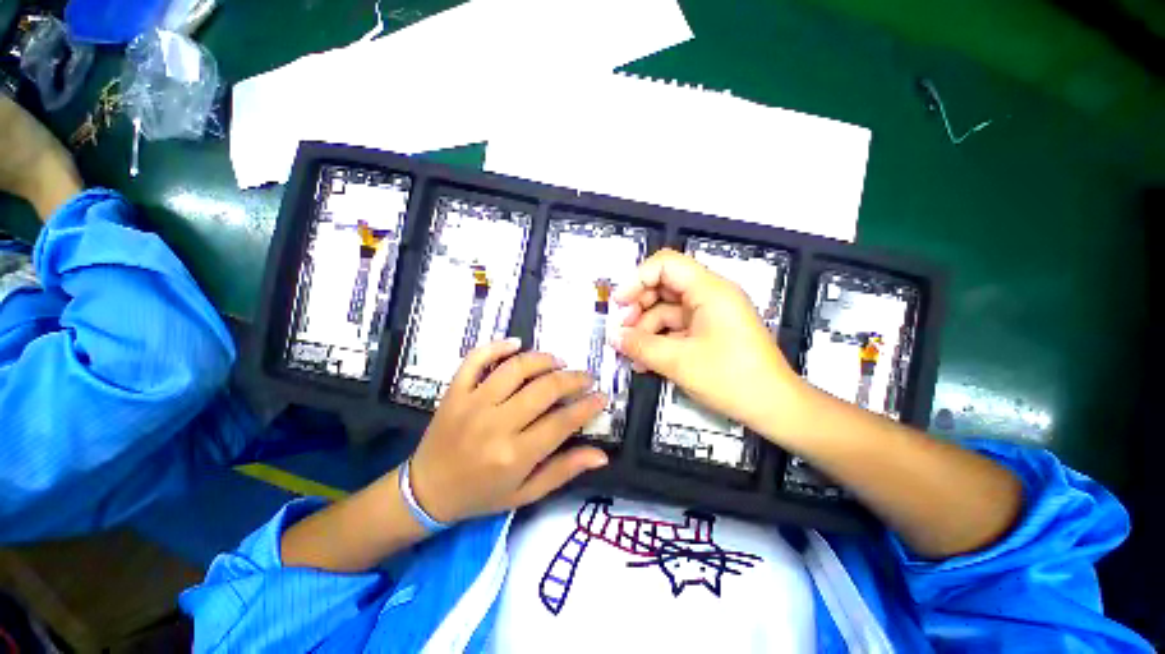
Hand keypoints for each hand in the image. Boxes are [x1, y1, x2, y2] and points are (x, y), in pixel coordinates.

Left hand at [408, 339, 609, 523]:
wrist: (426, 491)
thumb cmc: (481, 495)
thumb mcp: (526, 493)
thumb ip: (564, 471)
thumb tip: (601, 456)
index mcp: (515, 454)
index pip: (563, 421)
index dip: (588, 406)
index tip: (602, 396)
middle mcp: (495, 424)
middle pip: (544, 389)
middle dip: (573, 379)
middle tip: (586, 377)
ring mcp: (472, 403)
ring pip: (515, 368)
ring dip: (543, 359)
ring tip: (559, 362)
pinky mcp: (455, 391)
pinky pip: (476, 359)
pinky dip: (497, 346)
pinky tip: (516, 344)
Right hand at [609, 249, 803, 433]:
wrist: (775, 408)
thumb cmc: (731, 379)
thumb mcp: (679, 362)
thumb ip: (641, 346)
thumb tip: (613, 337)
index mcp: (709, 290)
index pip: (666, 264)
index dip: (637, 279)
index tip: (619, 304)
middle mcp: (710, 295)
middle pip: (664, 286)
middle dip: (638, 307)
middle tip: (622, 331)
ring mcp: (710, 314)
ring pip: (667, 310)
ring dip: (645, 329)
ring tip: (630, 353)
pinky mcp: (709, 331)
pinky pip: (676, 328)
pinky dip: (659, 341)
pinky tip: (645, 361)